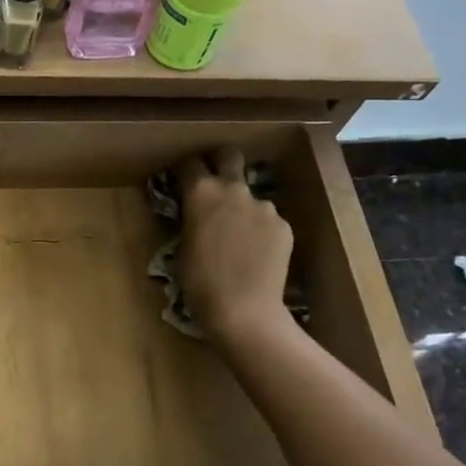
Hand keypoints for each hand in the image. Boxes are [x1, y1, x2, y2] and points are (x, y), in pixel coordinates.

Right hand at [178, 149, 296, 345]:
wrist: (243, 310)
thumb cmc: (199, 283)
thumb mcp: (182, 247)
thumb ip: (192, 220)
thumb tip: (199, 213)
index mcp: (201, 193)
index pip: (190, 164)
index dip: (184, 170)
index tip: (182, 180)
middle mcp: (234, 190)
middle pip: (229, 156)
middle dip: (219, 161)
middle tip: (212, 181)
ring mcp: (264, 206)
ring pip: (250, 195)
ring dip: (241, 206)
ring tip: (236, 237)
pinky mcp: (283, 225)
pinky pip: (267, 220)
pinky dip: (259, 230)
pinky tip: (254, 253)